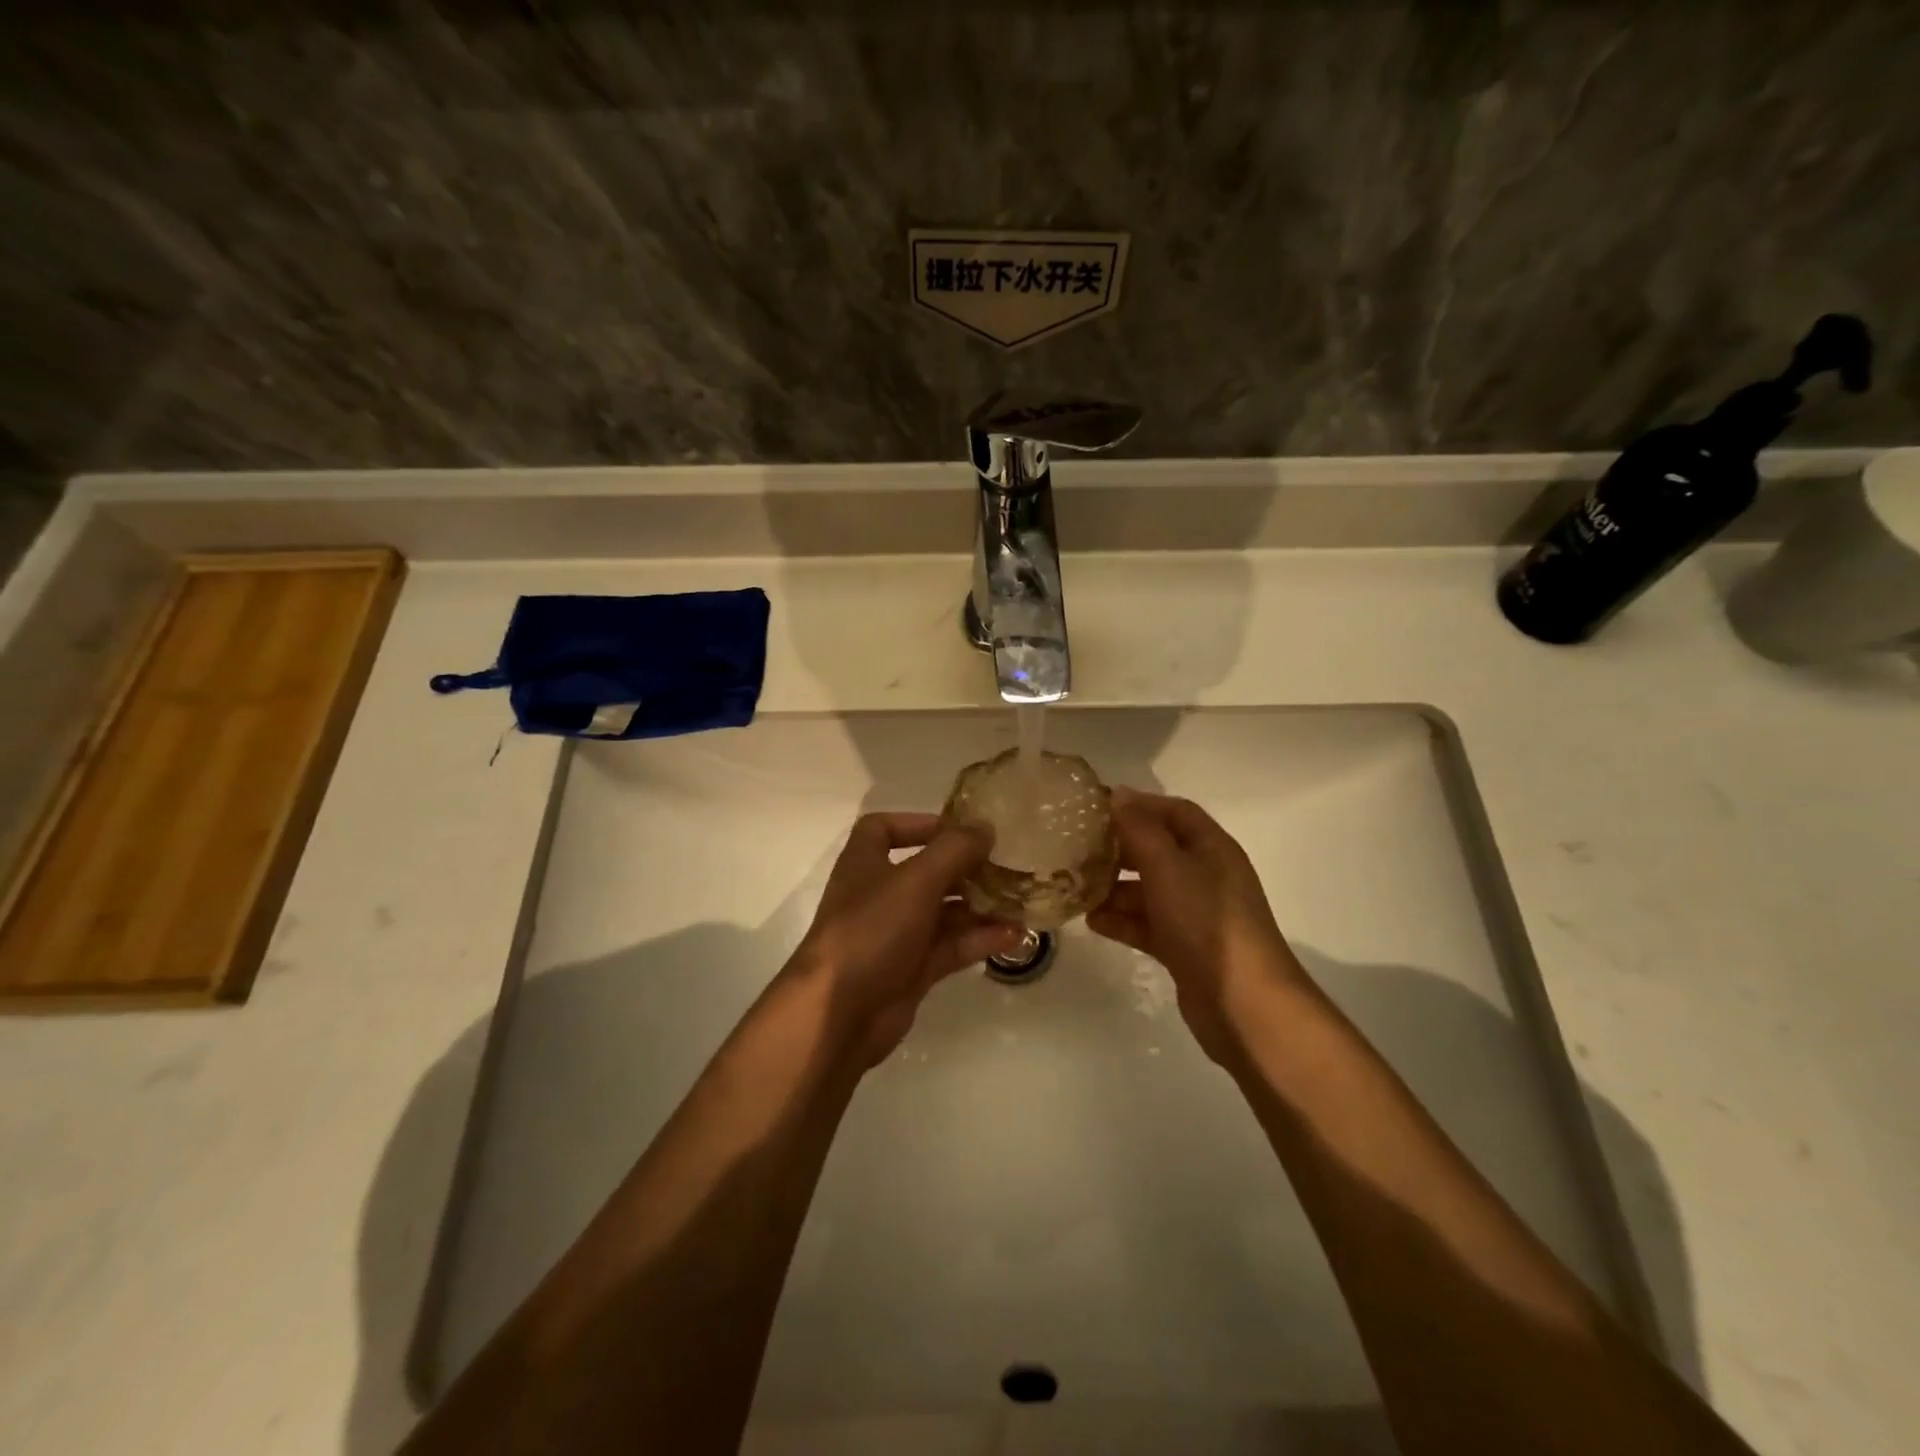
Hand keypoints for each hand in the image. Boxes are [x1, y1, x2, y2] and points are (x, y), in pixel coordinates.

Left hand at [790, 812, 1026, 1065]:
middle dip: (966, 867)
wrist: (838, 1014)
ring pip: (944, 912)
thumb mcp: (916, 880)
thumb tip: (985, 826)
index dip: (920, 823)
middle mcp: (880, 894)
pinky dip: (979, 939)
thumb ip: (954, 850)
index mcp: (866, 863)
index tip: (961, 828)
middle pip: (926, 871)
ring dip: (980, 905)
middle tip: (1007, 864)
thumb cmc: (871, 930)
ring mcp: (896, 934)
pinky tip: (1014, 935)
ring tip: (1020, 901)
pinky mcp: (912, 970)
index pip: (885, 829)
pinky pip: (951, 946)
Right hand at [1087, 788, 1309, 1061]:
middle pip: (1158, 850)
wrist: (1243, 1003)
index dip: (1139, 805)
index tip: (1098, 807)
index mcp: (1211, 848)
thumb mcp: (1168, 866)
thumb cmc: (1205, 921)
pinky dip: (1122, 920)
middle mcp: (1206, 875)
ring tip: (1078, 889)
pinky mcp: (1184, 947)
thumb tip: (1119, 795)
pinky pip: (1147, 924)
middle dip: (1120, 848)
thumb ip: (1140, 829)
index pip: (1175, 811)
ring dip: (1115, 888)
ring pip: (1149, 890)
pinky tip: (1093, 922)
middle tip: (1079, 849)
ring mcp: (1195, 914)